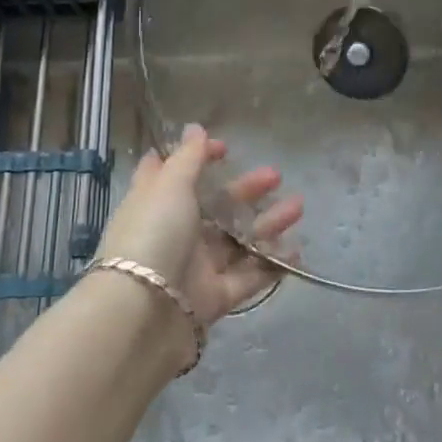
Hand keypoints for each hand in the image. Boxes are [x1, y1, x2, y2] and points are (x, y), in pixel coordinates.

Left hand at [96, 125, 304, 327]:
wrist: (143, 315)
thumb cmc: (153, 234)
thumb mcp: (169, 186)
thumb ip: (188, 157)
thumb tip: (195, 127)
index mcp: (156, 202)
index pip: (174, 173)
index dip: (197, 157)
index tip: (225, 149)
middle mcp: (174, 231)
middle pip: (215, 206)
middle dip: (246, 189)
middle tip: (276, 175)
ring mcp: (194, 266)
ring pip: (236, 240)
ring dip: (267, 224)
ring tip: (298, 208)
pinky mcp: (212, 298)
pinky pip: (247, 278)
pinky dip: (270, 266)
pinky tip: (295, 252)